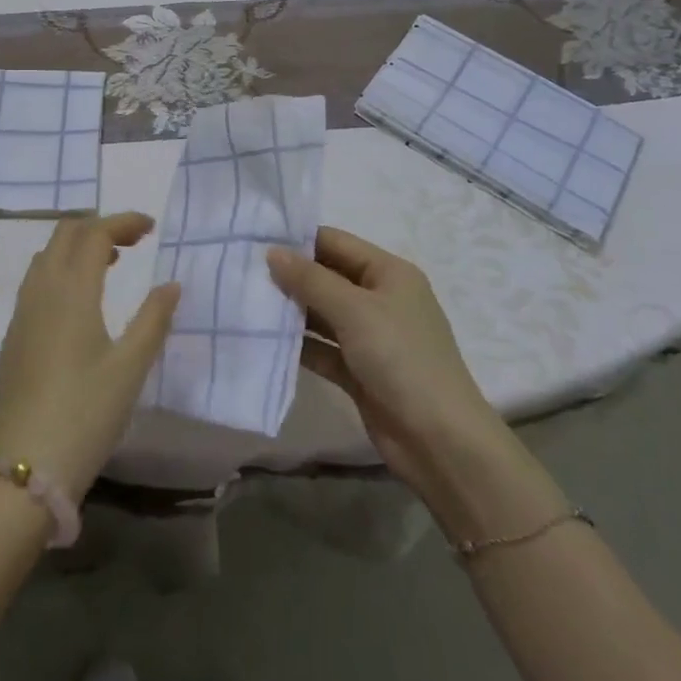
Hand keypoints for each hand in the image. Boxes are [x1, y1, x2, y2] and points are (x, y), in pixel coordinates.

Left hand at [0, 213, 179, 500]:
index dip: (123, 222)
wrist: (23, 468)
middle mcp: (41, 290)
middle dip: (99, 227)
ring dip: (77, 246)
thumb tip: (171, 285)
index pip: (95, 233)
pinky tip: (79, 300)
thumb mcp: (130, 368)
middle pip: (65, 234)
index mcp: (71, 291)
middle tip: (133, 242)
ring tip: (110, 264)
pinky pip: (36, 281)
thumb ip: (153, 319)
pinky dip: (61, 269)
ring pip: (47, 256)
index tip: (151, 227)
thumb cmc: (85, 414)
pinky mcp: (13, 336)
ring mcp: (21, 313)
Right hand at [267, 227, 518, 524]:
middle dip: (289, 275)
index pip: (335, 242)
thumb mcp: (355, 310)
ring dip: (290, 310)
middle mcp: (380, 299)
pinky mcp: (359, 371)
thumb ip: (311, 280)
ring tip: (243, 300)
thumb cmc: (402, 359)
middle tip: (240, 270)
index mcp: (389, 273)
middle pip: (327, 276)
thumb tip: (272, 252)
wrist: (440, 442)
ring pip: (322, 313)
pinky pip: (322, 348)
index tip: (253, 238)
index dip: (297, 239)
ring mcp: (370, 337)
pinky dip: (298, 344)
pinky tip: (263, 339)